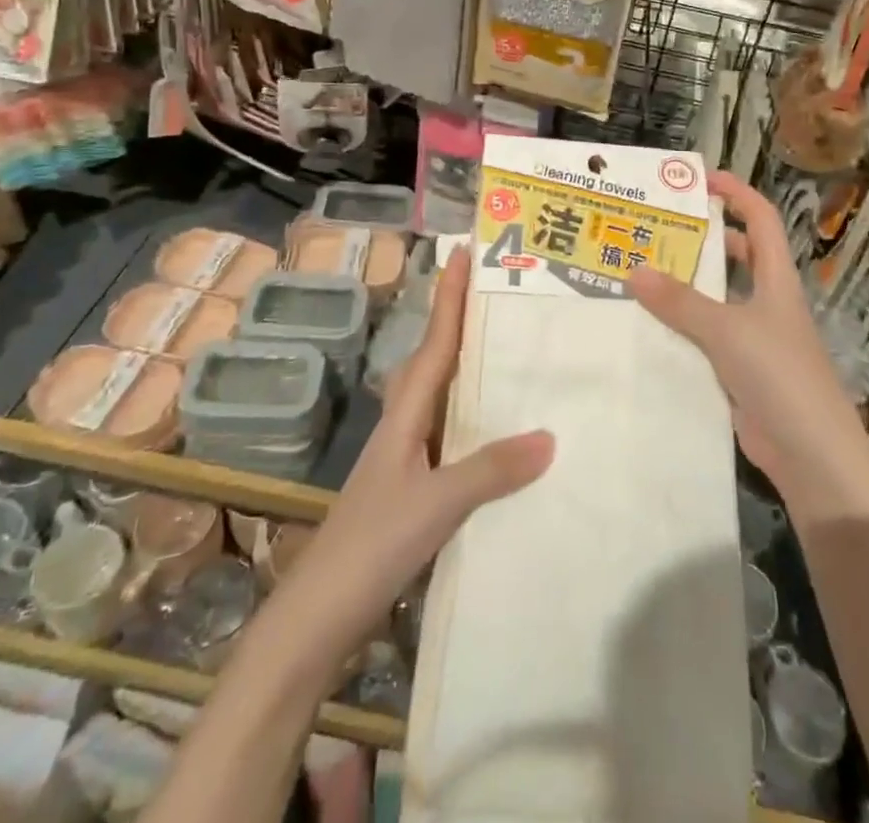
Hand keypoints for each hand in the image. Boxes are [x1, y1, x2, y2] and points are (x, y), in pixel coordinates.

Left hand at [274, 252, 554, 658]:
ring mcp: (404, 458)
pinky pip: (448, 434)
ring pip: (439, 396)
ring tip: (504, 350)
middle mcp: (403, 425)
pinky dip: (470, 418)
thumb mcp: (437, 503)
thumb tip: (549, 436)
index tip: (464, 253)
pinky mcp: (411, 488)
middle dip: (458, 322)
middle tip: (494, 294)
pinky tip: (494, 431)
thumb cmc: (372, 545)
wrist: (319, 616)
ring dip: (464, 367)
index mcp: (405, 414)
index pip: (435, 342)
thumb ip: (490, 469)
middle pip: (433, 359)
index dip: (449, 297)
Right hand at [627, 171, 868, 523]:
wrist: (811, 455)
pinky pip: (706, 338)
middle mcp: (767, 302)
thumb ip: (680, 302)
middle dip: (702, 238)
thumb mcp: (727, 331)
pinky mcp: (741, 371)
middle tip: (656, 229)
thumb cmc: (779, 376)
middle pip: (738, 255)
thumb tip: (634, 270)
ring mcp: (755, 338)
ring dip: (686, 286)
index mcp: (776, 279)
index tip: (699, 179)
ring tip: (641, 273)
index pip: (761, 218)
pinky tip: (648, 328)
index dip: (736, 192)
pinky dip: (681, 329)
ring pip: (718, 298)